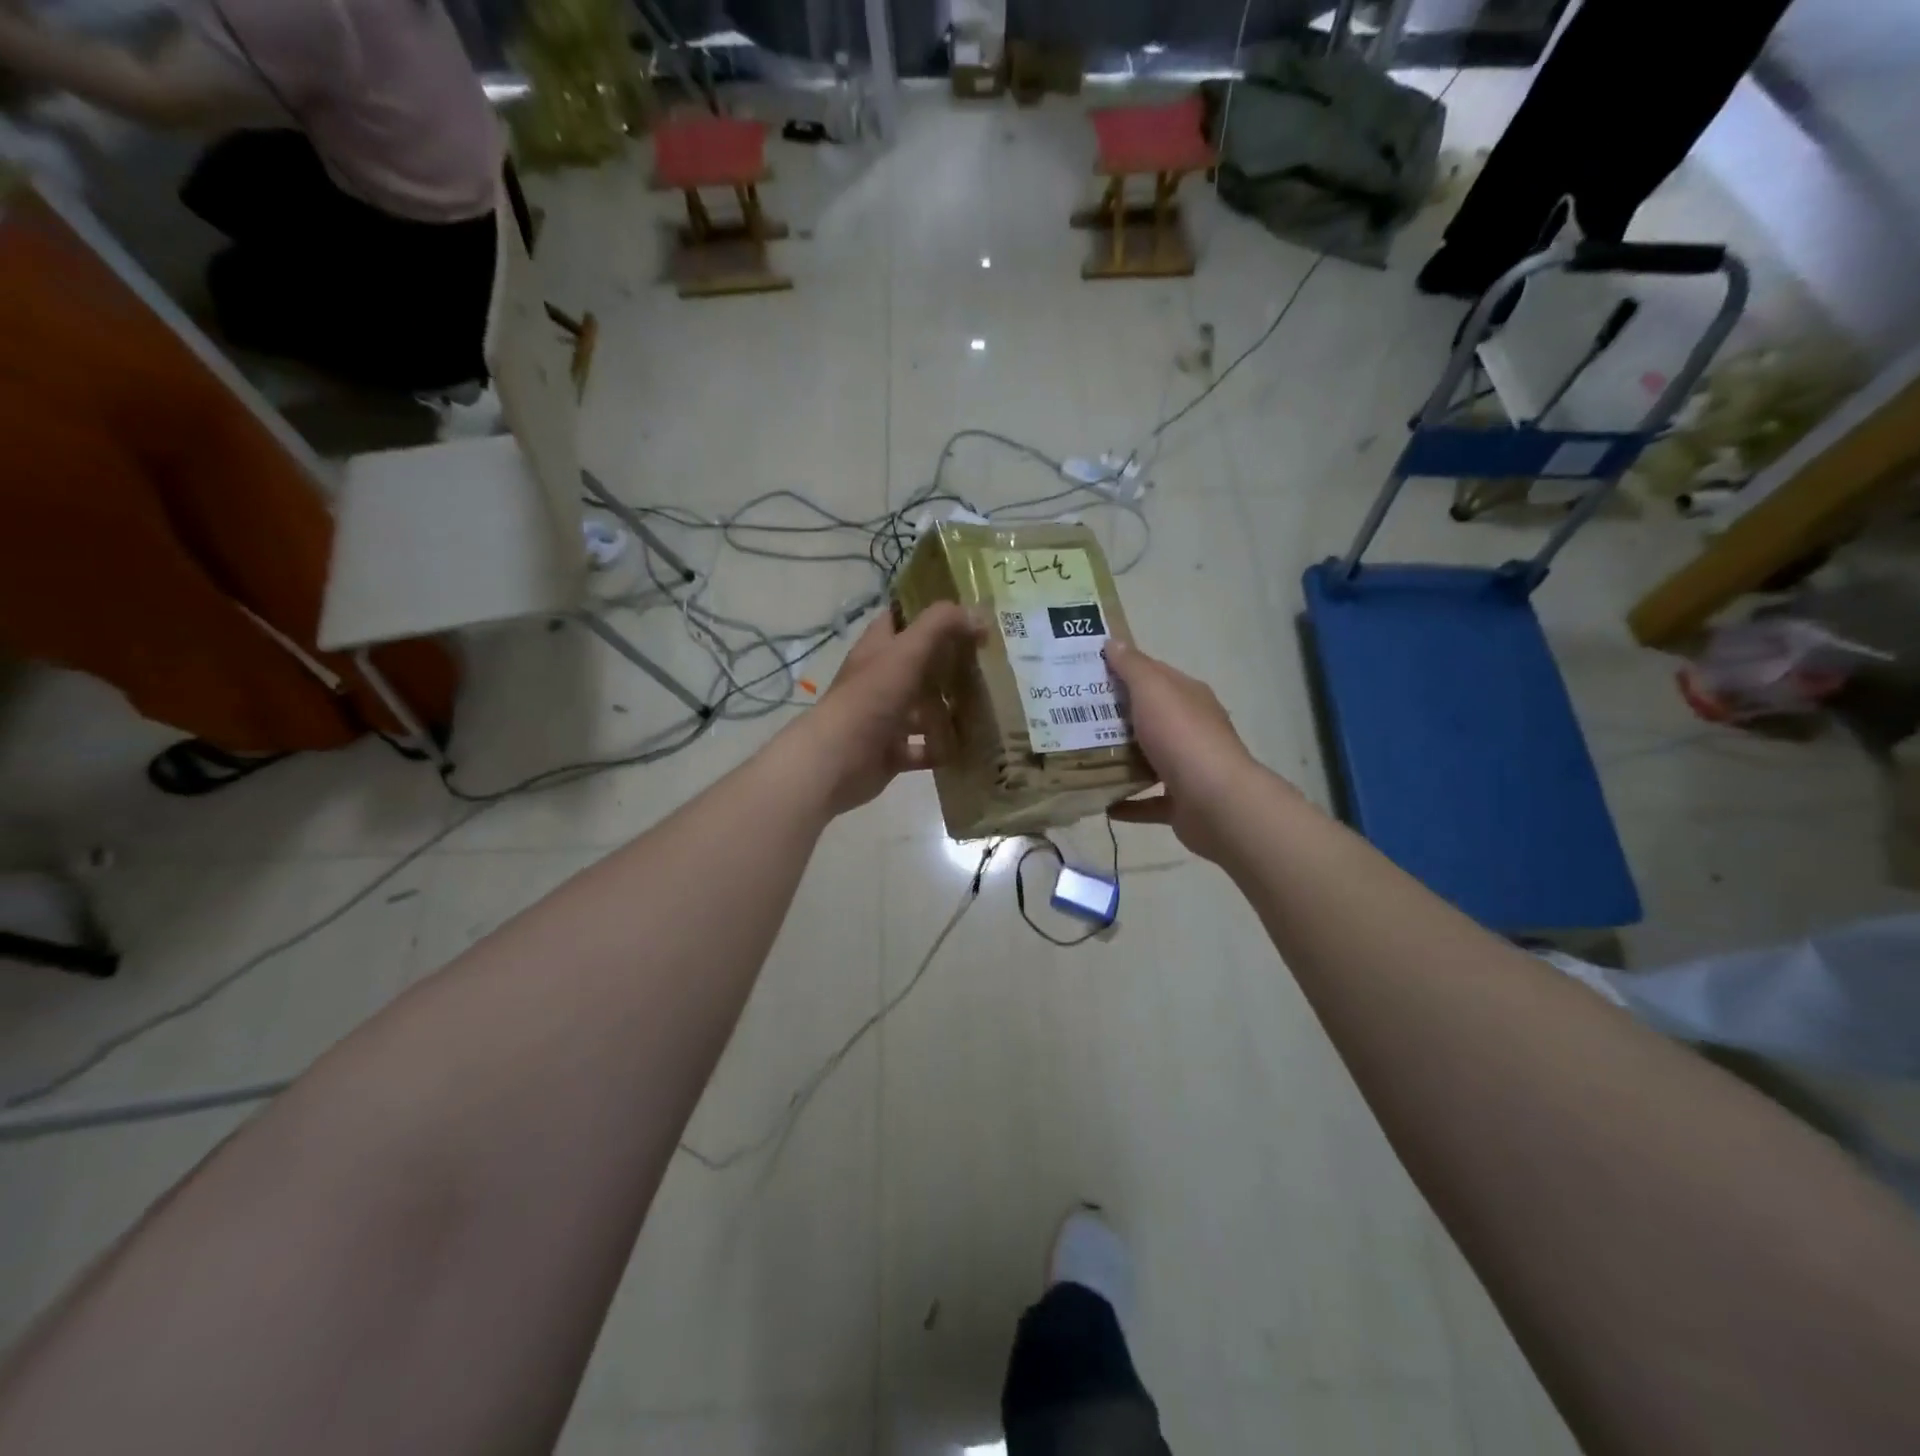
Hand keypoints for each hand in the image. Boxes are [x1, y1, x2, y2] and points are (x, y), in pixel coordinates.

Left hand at [783, 603, 982, 815]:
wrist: (839, 760)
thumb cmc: (871, 698)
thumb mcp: (907, 652)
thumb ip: (941, 626)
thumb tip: (978, 615)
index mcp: (877, 649)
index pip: (900, 620)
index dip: (928, 613)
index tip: (966, 617)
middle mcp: (879, 680)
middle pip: (918, 666)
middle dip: (950, 666)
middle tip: (988, 665)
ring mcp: (885, 717)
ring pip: (923, 709)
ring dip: (950, 710)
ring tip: (986, 708)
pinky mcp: (891, 752)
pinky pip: (924, 748)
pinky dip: (943, 748)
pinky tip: (967, 746)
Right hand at [1104, 638, 1272, 861]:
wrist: (1216, 802)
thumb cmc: (1182, 737)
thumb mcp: (1153, 691)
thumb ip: (1133, 667)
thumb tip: (1114, 642)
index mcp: (1189, 697)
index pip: (1154, 675)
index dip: (1123, 671)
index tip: (1087, 675)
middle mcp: (1192, 729)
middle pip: (1150, 718)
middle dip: (1115, 718)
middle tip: (1073, 718)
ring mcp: (1189, 768)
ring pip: (1150, 760)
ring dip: (1121, 761)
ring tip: (1082, 759)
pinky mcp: (1182, 804)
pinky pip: (1149, 802)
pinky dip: (1128, 802)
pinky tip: (1102, 804)